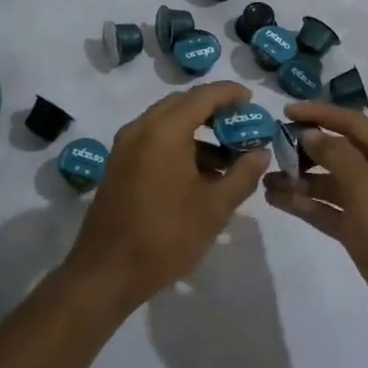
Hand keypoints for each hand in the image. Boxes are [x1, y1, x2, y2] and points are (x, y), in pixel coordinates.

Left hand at [66, 81, 269, 316]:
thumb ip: (242, 175)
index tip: (252, 100)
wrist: (106, 273)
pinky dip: (178, 145)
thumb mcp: (214, 208)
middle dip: (213, 111)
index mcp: (164, 131)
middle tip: (242, 127)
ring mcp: (125, 146)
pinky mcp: (118, 165)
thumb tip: (261, 153)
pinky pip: (153, 140)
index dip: (229, 94)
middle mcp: (140, 128)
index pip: (202, 96)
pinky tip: (198, 175)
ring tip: (226, 160)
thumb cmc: (165, 237)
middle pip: (182, 104)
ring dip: (196, 131)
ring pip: (166, 123)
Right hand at [262, 102, 367, 343]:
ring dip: (299, 179)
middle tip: (271, 149)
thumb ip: (337, 157)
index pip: (352, 125)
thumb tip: (310, 134)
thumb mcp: (367, 188)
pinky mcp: (358, 233)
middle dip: (305, 149)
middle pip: (338, 153)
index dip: (320, 114)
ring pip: (328, 184)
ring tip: (265, 180)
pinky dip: (304, 205)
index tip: (286, 111)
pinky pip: (326, 210)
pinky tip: (277, 201)